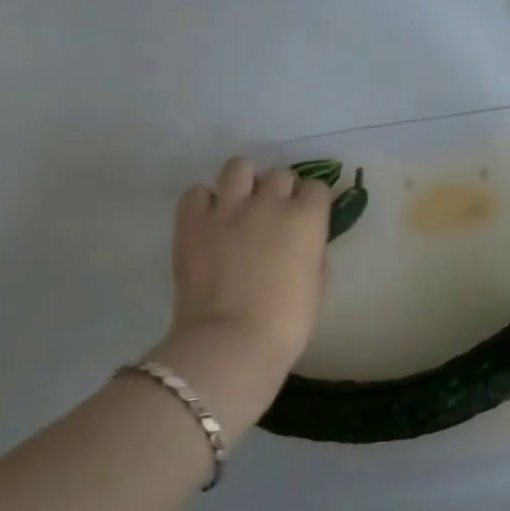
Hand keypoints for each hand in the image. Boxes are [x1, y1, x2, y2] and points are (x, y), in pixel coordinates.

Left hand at [148, 157, 331, 430]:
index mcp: (306, 218)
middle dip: (279, 192)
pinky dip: (205, 202)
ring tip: (240, 205)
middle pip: (280, 175)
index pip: (316, 187)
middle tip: (272, 217)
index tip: (306, 219)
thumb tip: (304, 243)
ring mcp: (228, 208)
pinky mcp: (192, 222)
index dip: (311, 203)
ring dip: (244, 182)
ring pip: (238, 166)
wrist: (230, 343)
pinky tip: (209, 220)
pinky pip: (197, 192)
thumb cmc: (286, 323)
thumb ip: (313, 253)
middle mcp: (269, 202)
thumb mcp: (317, 286)